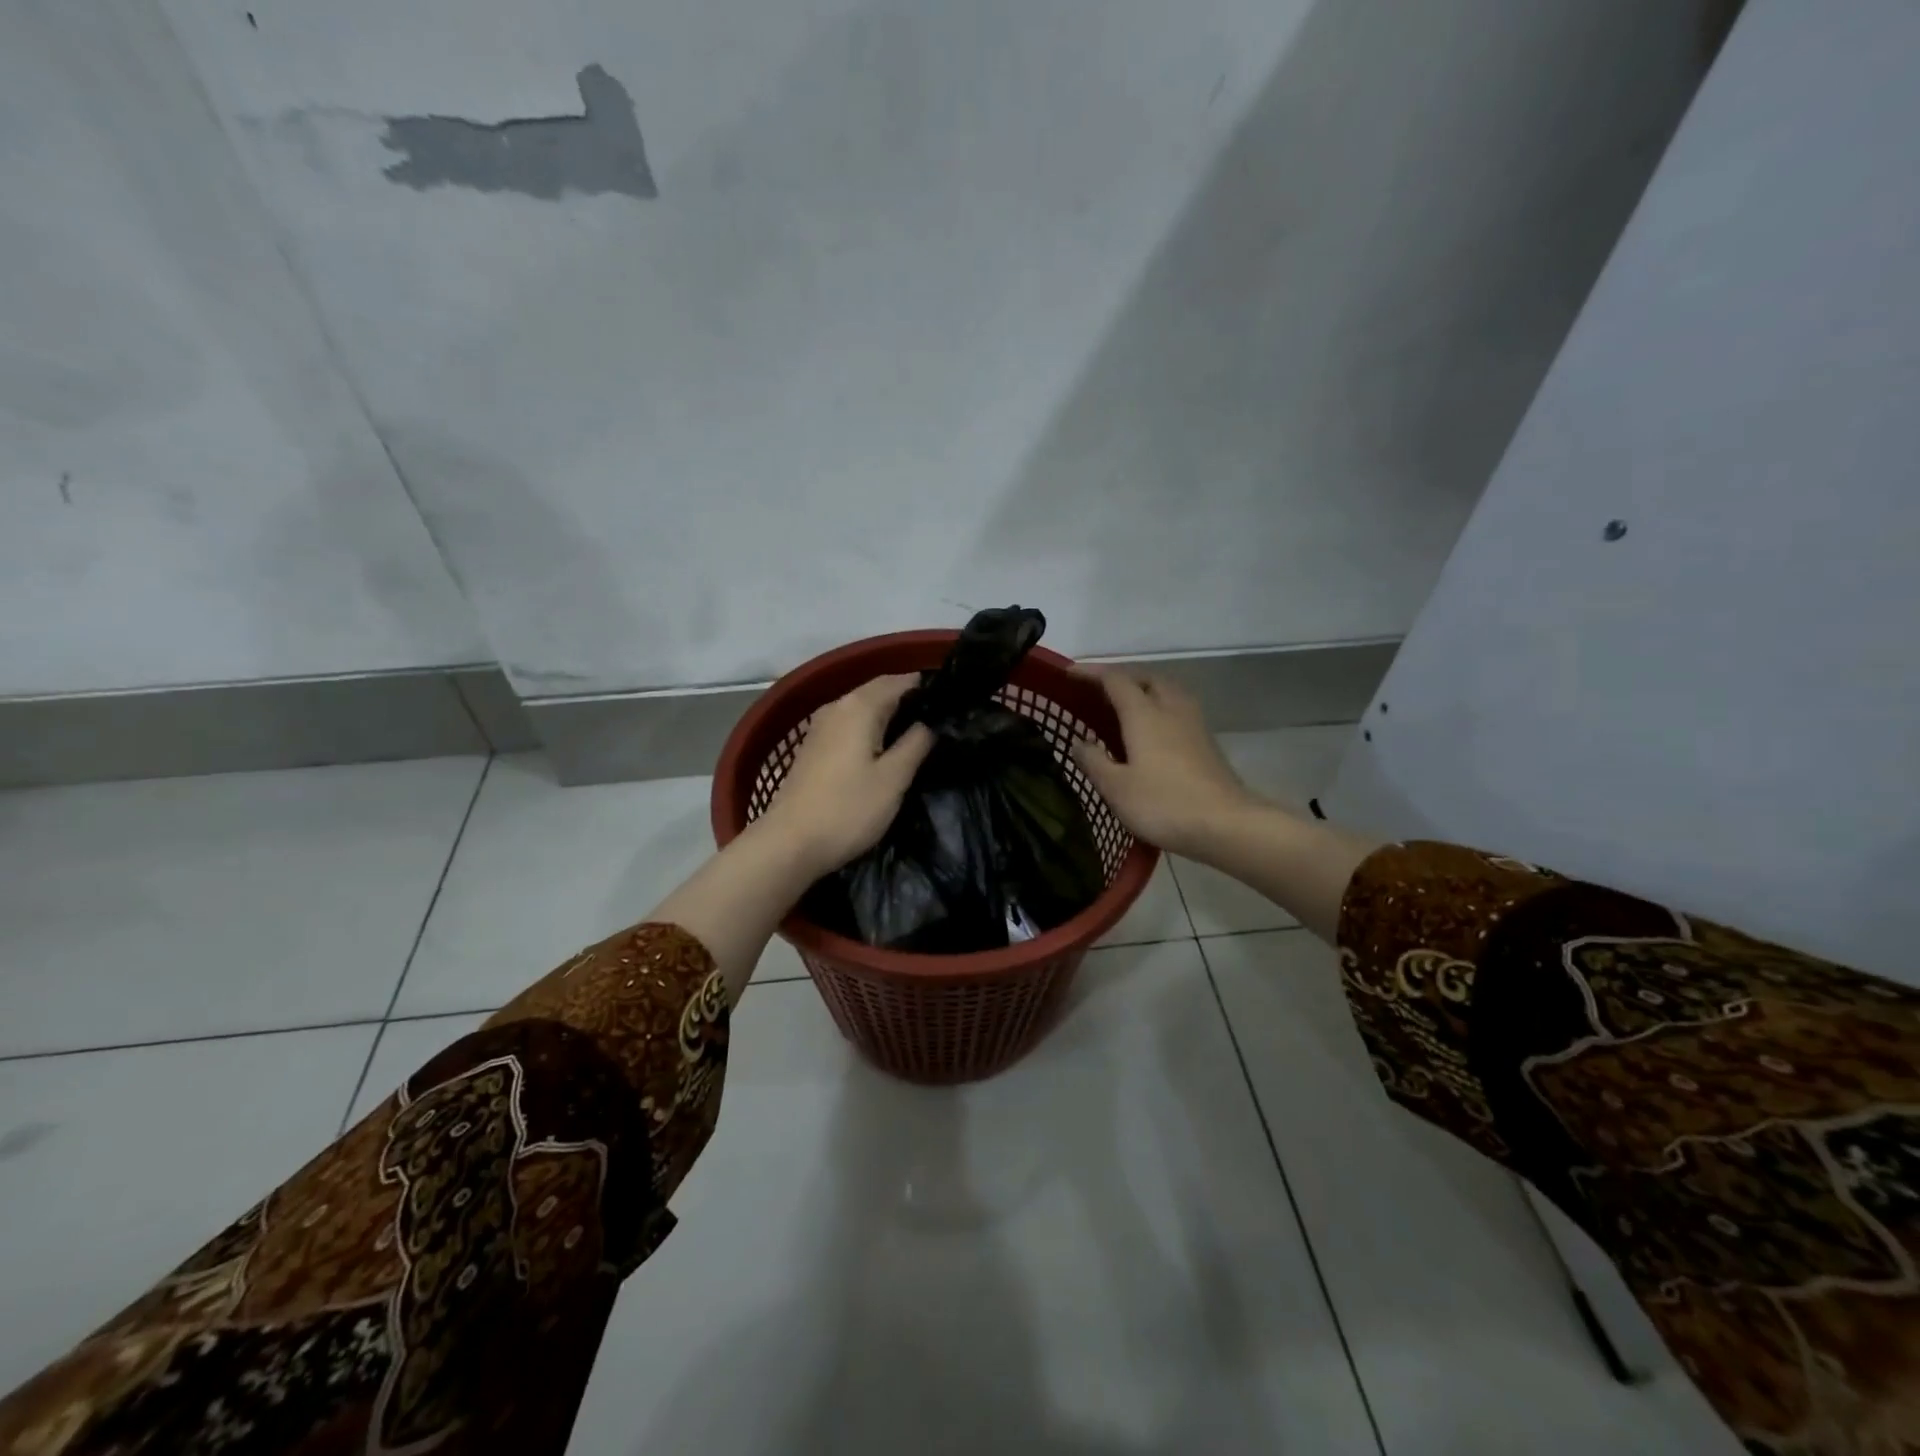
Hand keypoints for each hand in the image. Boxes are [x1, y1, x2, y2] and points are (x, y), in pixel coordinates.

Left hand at [758, 674, 935, 876]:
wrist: (789, 843)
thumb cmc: (848, 810)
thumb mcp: (893, 779)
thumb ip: (915, 744)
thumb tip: (928, 723)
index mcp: (859, 706)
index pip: (899, 681)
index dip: (925, 687)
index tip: (949, 701)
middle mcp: (836, 706)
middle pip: (877, 691)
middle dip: (907, 699)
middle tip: (938, 718)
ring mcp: (820, 727)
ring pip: (862, 709)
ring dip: (887, 715)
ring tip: (915, 733)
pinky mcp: (812, 748)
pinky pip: (849, 725)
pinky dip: (869, 728)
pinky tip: (883, 748)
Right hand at [1070, 668, 1254, 859]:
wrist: (1227, 824)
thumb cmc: (1164, 804)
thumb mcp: (1116, 788)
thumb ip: (1094, 761)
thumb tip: (1079, 742)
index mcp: (1144, 714)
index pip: (1114, 680)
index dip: (1090, 673)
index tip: (1068, 674)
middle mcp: (1170, 709)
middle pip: (1146, 678)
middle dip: (1121, 677)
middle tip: (1099, 690)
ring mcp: (1193, 724)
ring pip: (1167, 691)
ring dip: (1145, 689)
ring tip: (1126, 705)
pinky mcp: (1206, 742)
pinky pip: (1178, 709)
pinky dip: (1160, 707)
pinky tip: (1153, 730)